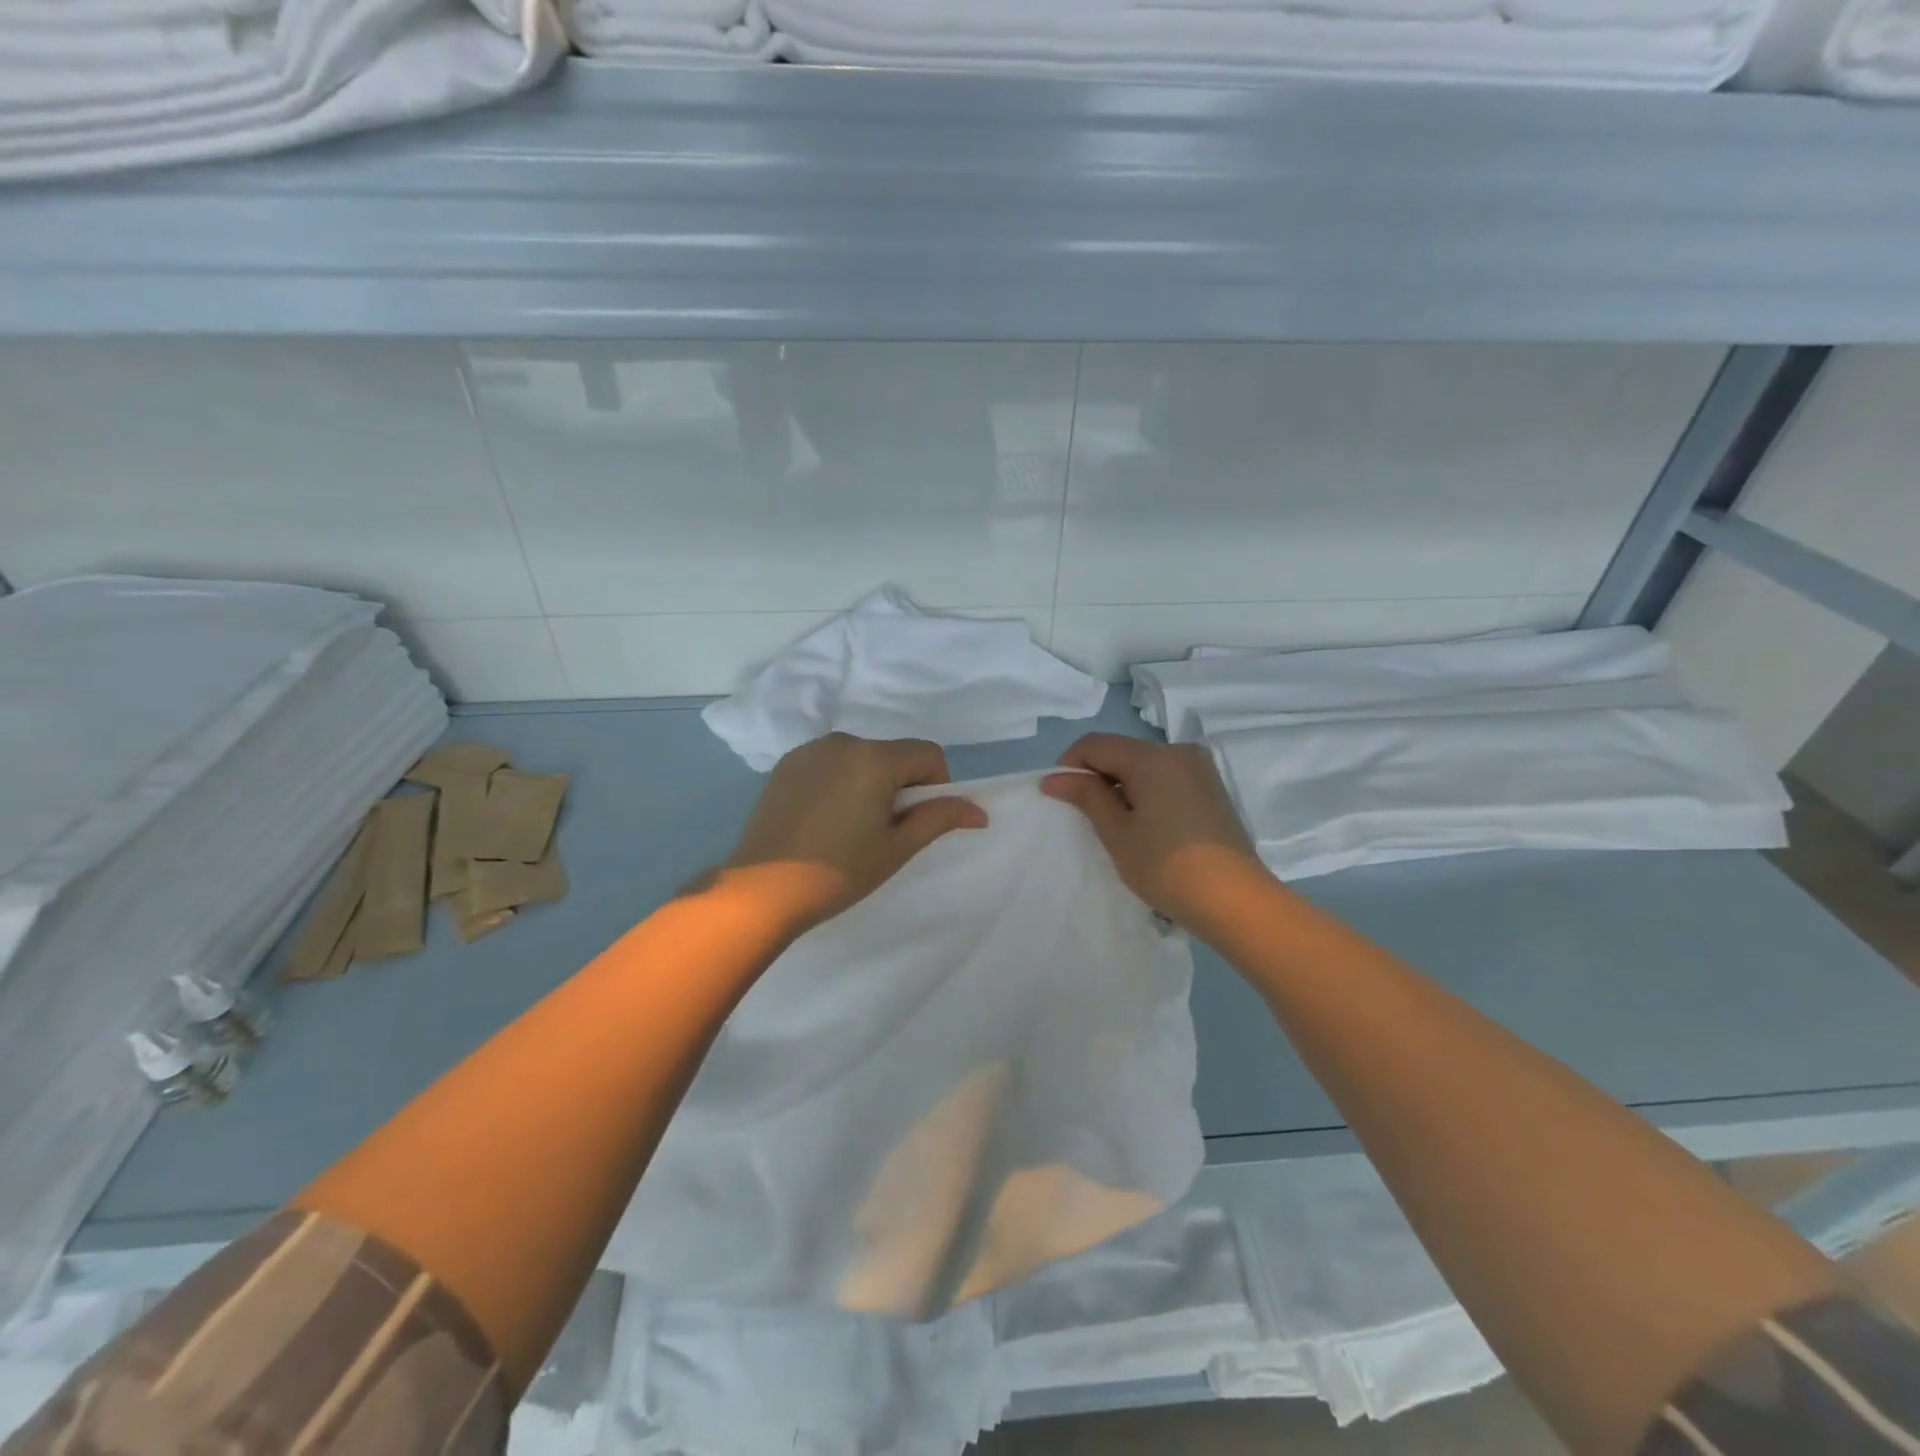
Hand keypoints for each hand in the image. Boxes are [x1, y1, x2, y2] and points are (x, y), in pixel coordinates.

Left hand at [725, 734, 987, 934]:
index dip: (937, 785)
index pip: (928, 754)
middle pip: (893, 754)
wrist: (763, 888)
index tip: (917, 821)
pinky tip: (823, 820)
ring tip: (850, 827)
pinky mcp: (786, 765)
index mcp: (875, 757)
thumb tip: (980, 811)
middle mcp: (843, 741)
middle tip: (884, 831)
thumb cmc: (839, 870)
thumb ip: (939, 818)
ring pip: (861, 758)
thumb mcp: (897, 847)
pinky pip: (830, 764)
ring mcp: (810, 751)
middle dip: (900, 785)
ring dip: (869, 782)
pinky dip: (839, 782)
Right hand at [1042, 734, 1269, 937]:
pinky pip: (1166, 779)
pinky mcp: (1212, 790)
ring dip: (1122, 786)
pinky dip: (1147, 793)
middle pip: (1122, 751)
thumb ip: (1086, 796)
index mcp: (1152, 757)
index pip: (1096, 744)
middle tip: (1085, 816)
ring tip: (1116, 826)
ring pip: (1145, 766)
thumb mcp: (1118, 833)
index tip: (1059, 797)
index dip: (1070, 765)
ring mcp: (1200, 770)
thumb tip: (1054, 777)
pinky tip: (1146, 827)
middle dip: (1097, 776)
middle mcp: (1178, 752)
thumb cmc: (1166, 866)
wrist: (1236, 902)